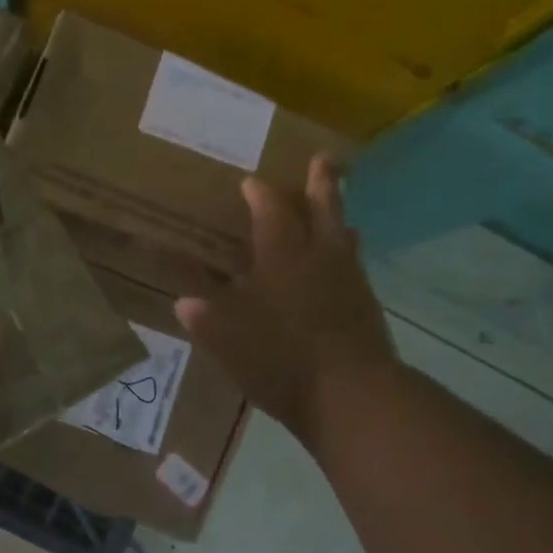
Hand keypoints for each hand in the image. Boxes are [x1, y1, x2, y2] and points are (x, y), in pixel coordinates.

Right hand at [175, 154, 399, 442]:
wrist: (352, 395)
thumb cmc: (281, 359)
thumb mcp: (229, 341)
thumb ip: (206, 319)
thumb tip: (185, 302)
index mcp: (282, 257)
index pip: (271, 212)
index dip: (260, 194)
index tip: (251, 182)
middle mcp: (319, 258)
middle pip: (323, 209)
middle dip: (321, 182)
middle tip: (323, 157)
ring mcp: (349, 280)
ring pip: (344, 236)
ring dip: (338, 219)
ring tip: (338, 212)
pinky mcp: (367, 306)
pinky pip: (355, 267)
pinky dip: (348, 256)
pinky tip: (344, 268)